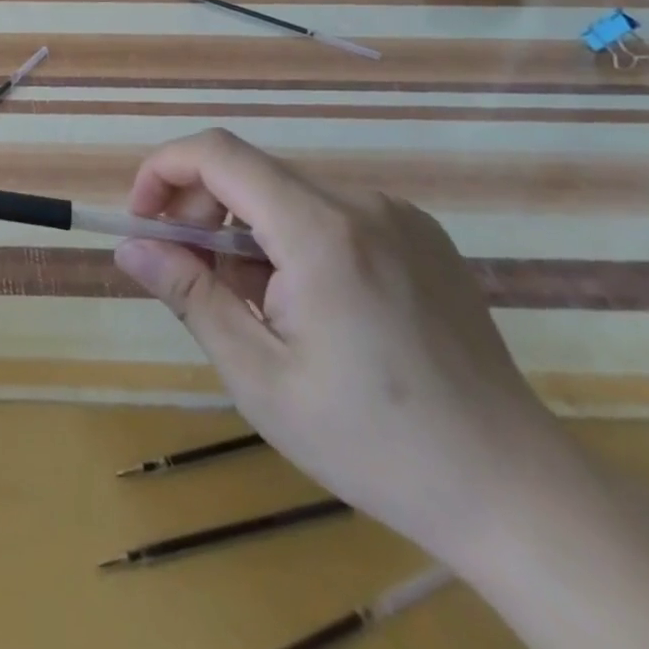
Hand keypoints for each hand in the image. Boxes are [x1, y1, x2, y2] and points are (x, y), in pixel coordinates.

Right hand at [113, 128, 584, 574]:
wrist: (519, 494)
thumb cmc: (374, 441)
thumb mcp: (259, 376)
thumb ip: (189, 295)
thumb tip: (129, 247)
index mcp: (320, 230)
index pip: (217, 153)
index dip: (163, 170)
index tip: (142, 221)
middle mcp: (360, 203)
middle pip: (249, 172)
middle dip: (201, 211)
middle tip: (190, 276)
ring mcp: (398, 216)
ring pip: (286, 194)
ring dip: (246, 232)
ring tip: (255, 305)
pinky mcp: (420, 236)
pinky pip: (329, 213)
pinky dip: (291, 240)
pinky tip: (308, 305)